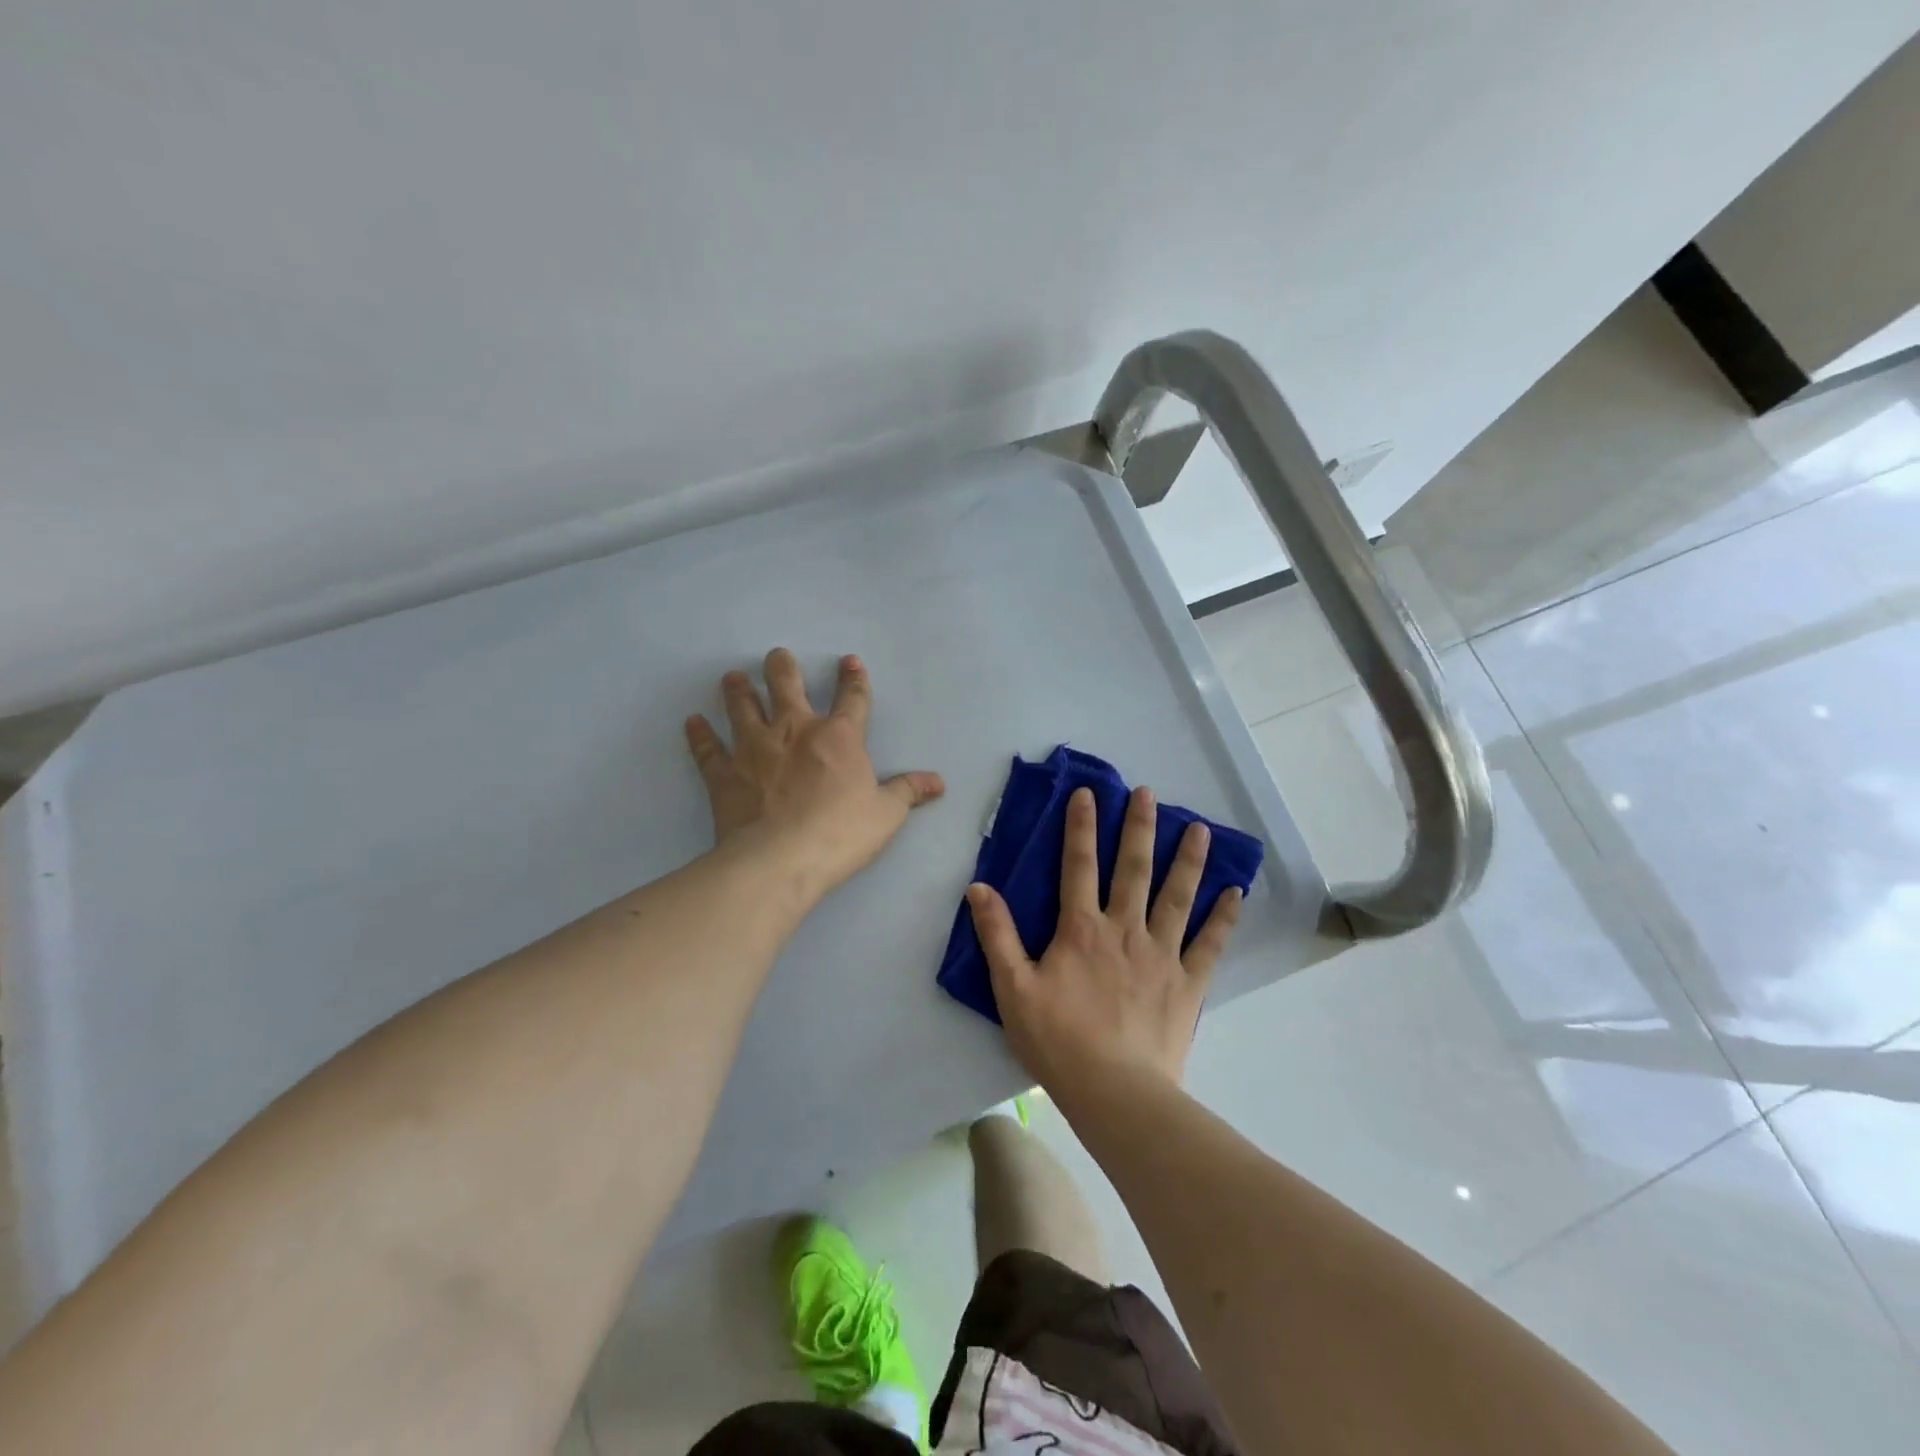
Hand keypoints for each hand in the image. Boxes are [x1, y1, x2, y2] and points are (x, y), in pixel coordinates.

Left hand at [686, 649, 944, 901]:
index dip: (854, 678)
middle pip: (786, 685)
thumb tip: (939, 781)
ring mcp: (754, 748)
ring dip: (738, 690)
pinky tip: (693, 721)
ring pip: (743, 706)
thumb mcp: (886, 815)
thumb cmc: (841, 834)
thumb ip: (909, 792)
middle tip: (777, 656)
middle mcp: (794, 730)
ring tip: (734, 676)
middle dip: (782, 667)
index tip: (850, 661)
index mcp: (839, 737)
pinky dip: (700, 734)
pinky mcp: (724, 773)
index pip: (852, 698)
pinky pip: (708, 748)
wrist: (780, 859)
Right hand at [966, 784, 1241, 1104]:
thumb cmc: (1058, 1041)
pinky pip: (1209, 944)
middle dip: (1139, 827)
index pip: (1079, 865)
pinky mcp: (1188, 983)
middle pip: (1133, 869)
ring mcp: (1161, 954)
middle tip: (1148, 793)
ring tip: (1198, 828)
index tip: (1087, 793)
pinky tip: (1235, 893)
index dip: (1081, 827)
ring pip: (1177, 896)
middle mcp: (1125, 930)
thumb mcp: (1013, 988)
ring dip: (1187, 860)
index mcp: (1082, 929)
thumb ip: (997, 935)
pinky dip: (1222, 918)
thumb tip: (979, 888)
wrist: (1115, 1092)